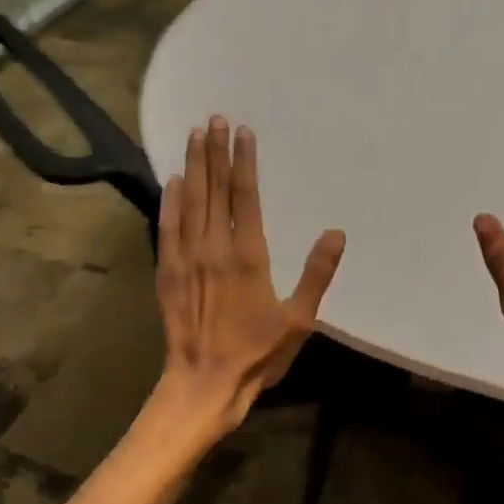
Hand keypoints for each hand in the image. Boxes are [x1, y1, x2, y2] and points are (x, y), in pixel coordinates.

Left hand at [154, 116, 345, 435]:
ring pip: (190, 202)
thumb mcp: (298, 320)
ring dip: (193, 167)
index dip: (243, 162)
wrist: (203, 385)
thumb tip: (336, 234)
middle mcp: (214, 248)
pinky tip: (172, 182)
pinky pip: (167, 228)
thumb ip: (316, 274)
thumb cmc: (257, 354)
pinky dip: (170, 202)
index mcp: (248, 256)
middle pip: (214, 190)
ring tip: (194, 135)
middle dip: (214, 152)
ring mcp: (186, 258)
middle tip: (215, 119)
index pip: (245, 196)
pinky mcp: (167, 272)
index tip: (243, 132)